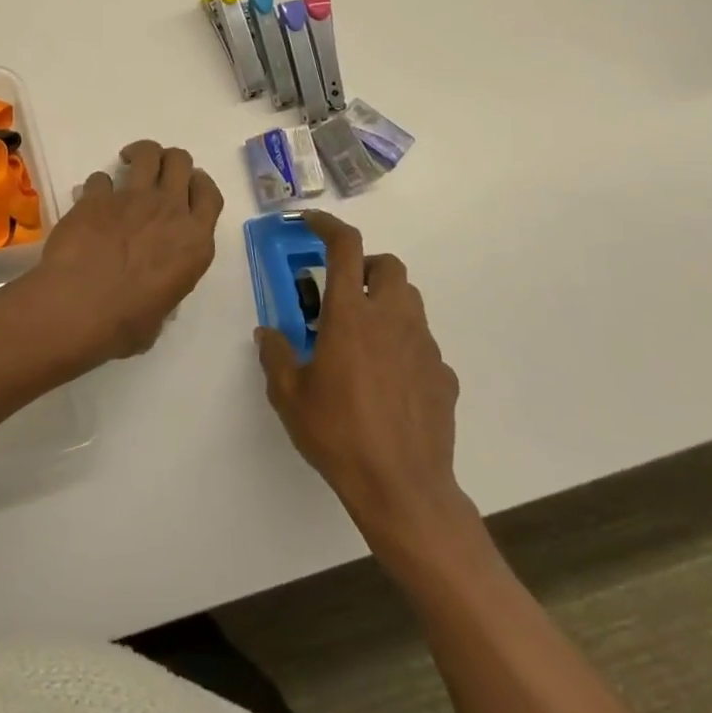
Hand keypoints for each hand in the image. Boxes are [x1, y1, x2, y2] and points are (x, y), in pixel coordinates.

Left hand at [18, 140, 223, 362]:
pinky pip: (100, 178)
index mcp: (195, 242)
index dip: (199, 184)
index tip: (187, 186)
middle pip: (180, 161)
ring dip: (139, 154)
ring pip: (147, 153)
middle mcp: (169, 211)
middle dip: (170, 161)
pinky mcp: (96, 197)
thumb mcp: (161, 313)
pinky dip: (96, 186)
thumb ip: (165, 288)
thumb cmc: (124, 324)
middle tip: (155, 173)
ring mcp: (132, 199)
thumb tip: (152, 290)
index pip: (209, 194)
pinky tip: (89, 201)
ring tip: (127, 163)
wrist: (78, 307)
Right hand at [258, 211, 479, 572]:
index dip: (327, 226)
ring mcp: (424, 346)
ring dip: (384, 301)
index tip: (310, 224)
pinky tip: (386, 379)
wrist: (403, 488)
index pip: (345, 247)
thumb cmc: (338, 434)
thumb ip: (276, 355)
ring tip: (360, 334)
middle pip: (388, 266)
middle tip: (340, 291)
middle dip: (364, 266)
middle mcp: (392, 320)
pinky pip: (422, 342)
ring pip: (409, 300)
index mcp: (350, 316)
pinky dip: (402, 343)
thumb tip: (269, 333)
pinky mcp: (443, 374)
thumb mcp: (289, 395)